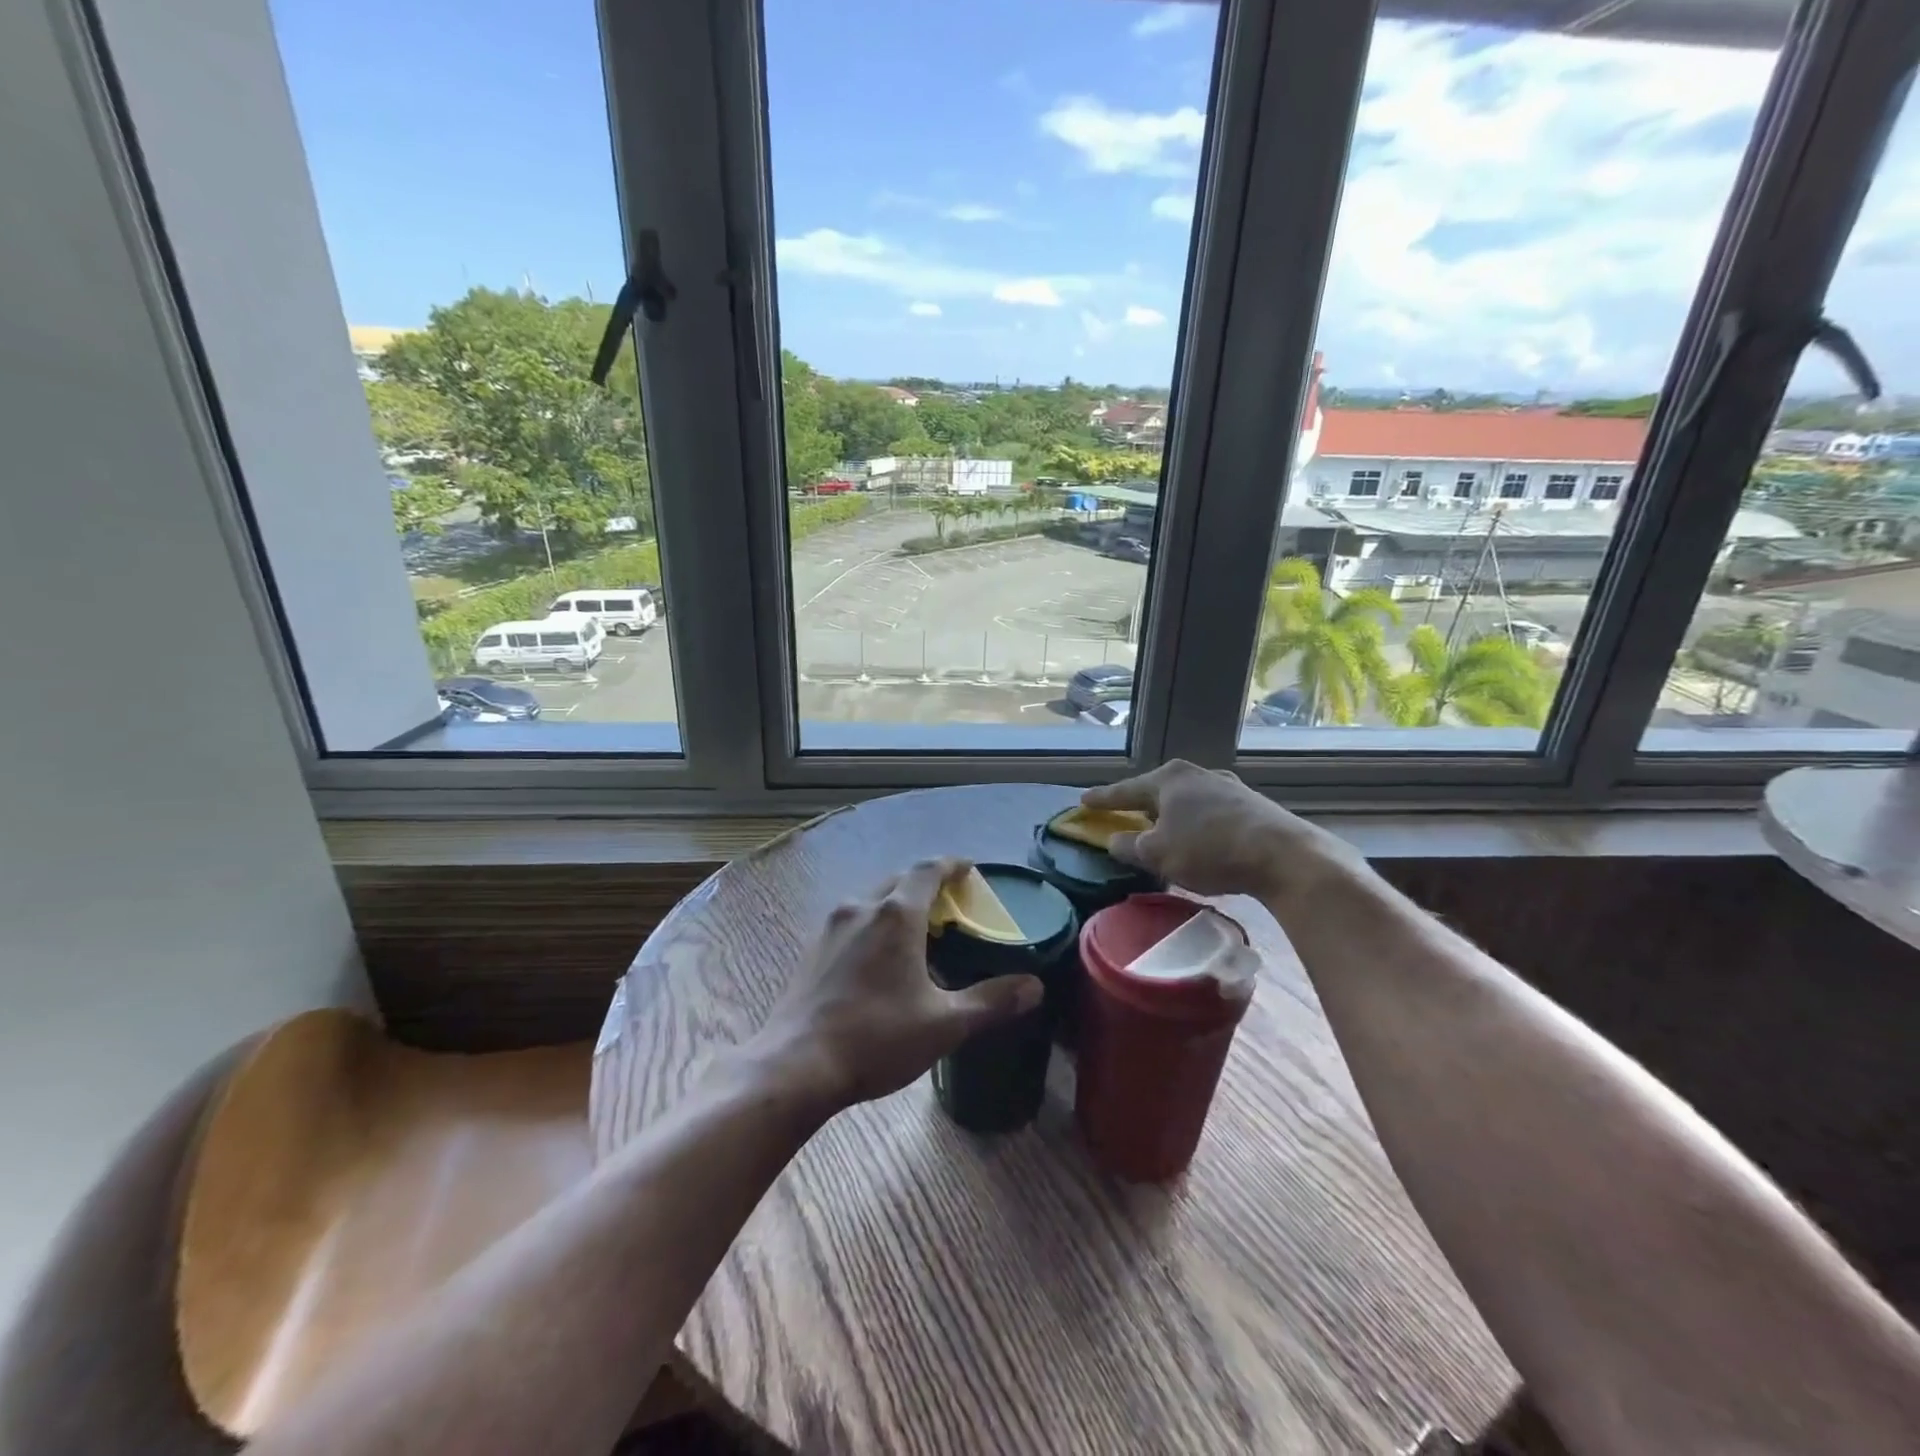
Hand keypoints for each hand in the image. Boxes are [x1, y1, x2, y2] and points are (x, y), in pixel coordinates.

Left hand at [744, 859, 1044, 1113]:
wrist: (796, 1065)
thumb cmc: (876, 1038)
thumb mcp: (944, 1024)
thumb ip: (991, 1001)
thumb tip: (1035, 987)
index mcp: (897, 915)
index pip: (928, 870)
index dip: (952, 865)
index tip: (969, 869)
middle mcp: (862, 908)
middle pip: (899, 880)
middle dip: (926, 884)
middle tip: (950, 904)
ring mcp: (831, 926)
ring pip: (872, 899)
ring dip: (897, 903)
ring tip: (918, 930)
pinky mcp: (813, 949)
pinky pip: (852, 920)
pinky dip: (874, 923)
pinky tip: (879, 957)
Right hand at [1082, 760, 1364, 902]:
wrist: (1283, 855)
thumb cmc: (1209, 850)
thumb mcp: (1158, 855)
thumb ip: (1129, 847)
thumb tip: (1114, 841)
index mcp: (1169, 779)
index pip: (1126, 790)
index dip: (1103, 799)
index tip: (1084, 800)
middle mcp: (1197, 774)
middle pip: (1158, 790)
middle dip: (1141, 804)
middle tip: (1125, 814)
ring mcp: (1228, 787)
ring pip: (1187, 801)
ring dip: (1172, 816)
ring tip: (1163, 830)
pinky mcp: (1251, 805)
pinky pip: (1210, 812)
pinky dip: (1197, 824)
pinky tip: (1200, 840)